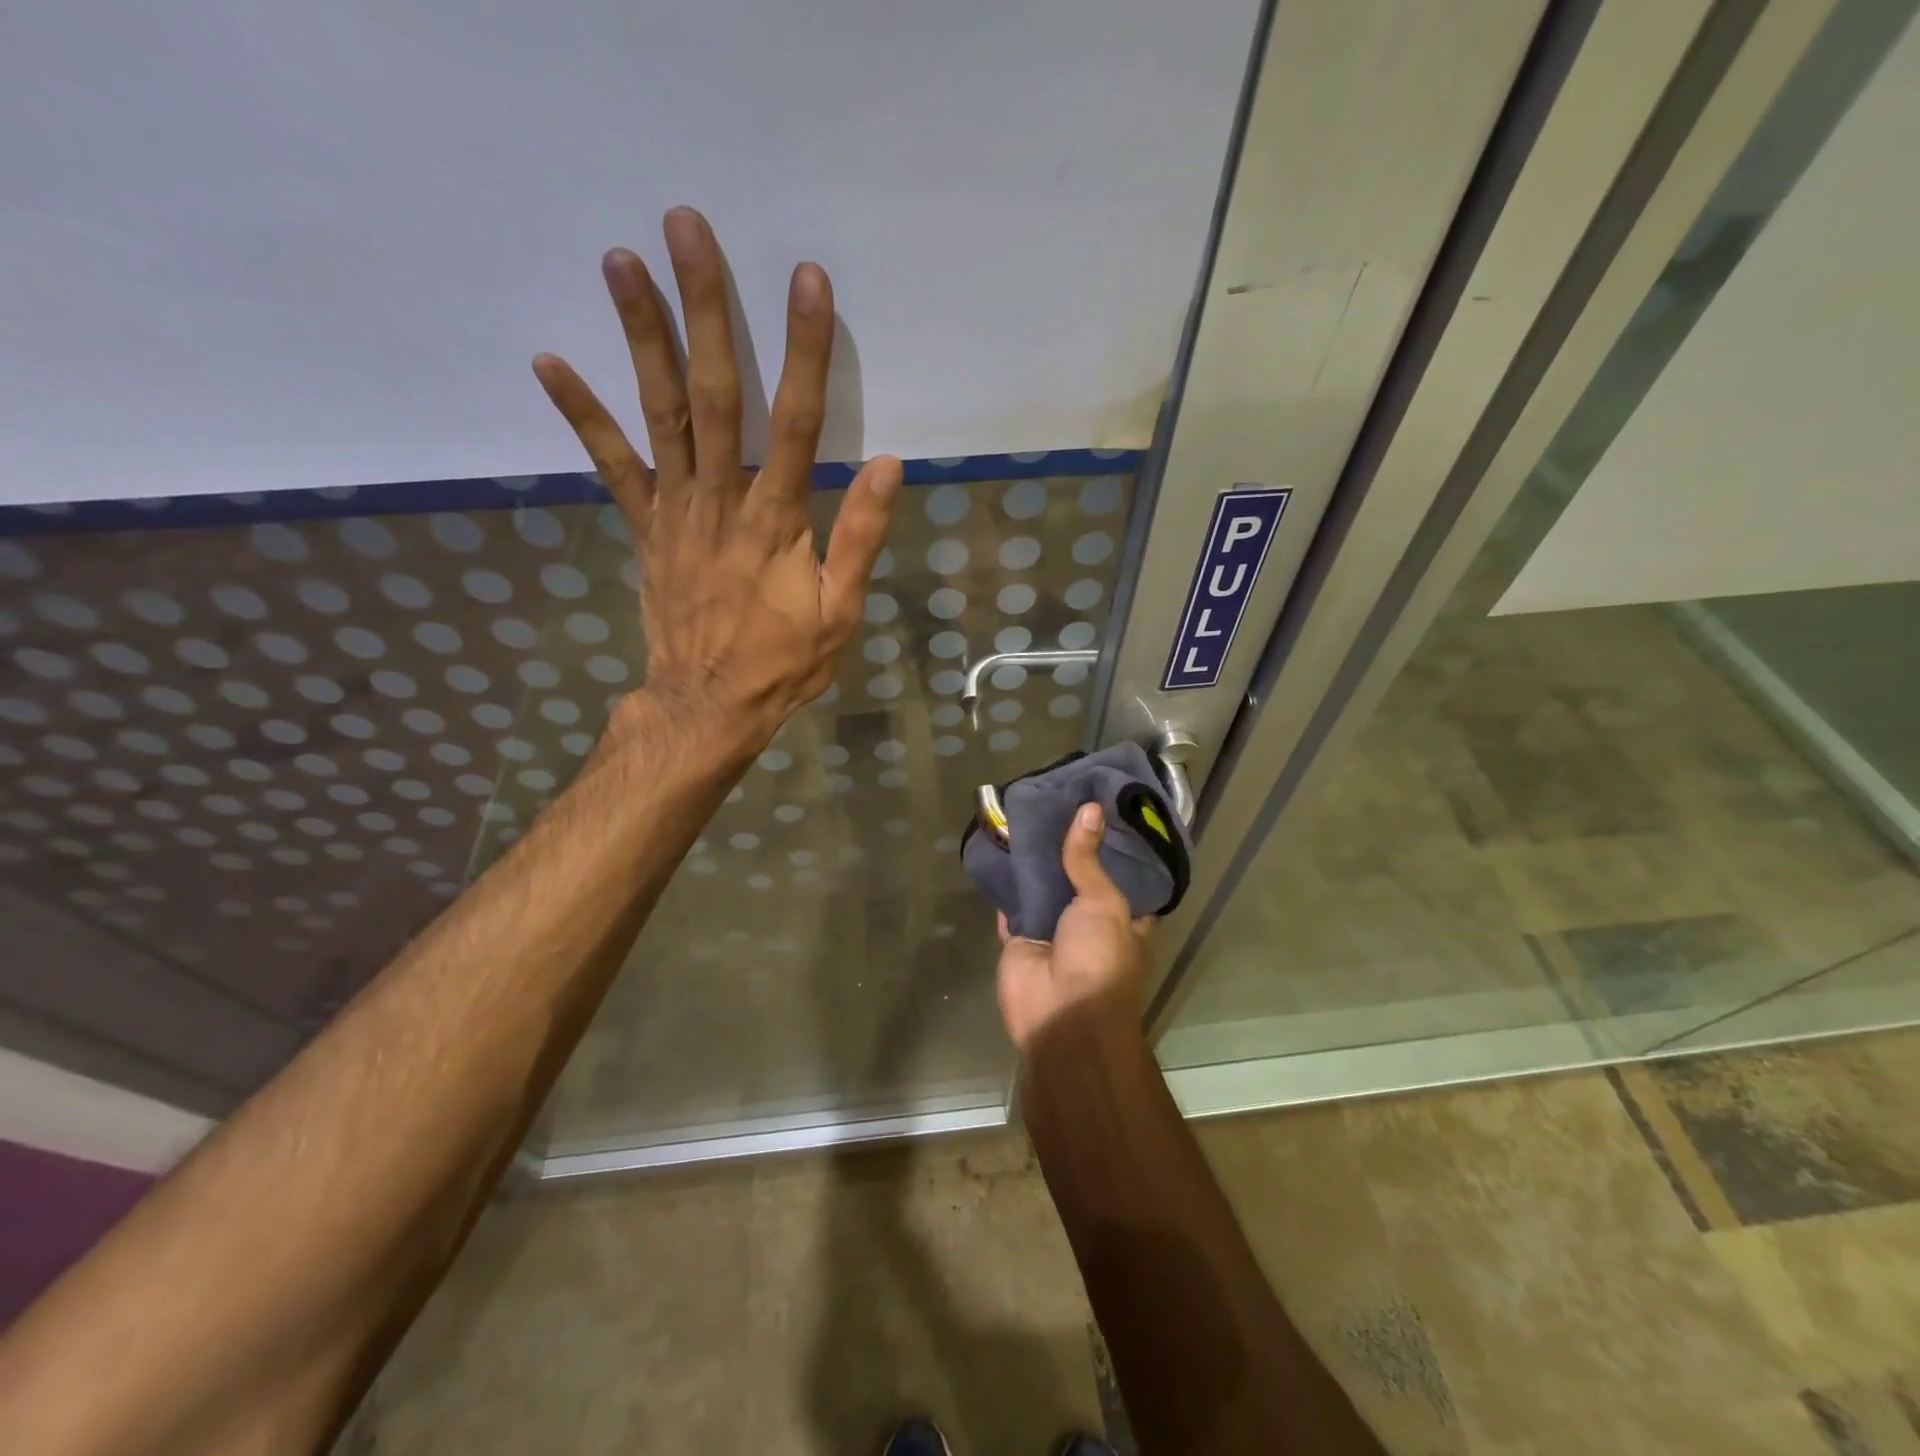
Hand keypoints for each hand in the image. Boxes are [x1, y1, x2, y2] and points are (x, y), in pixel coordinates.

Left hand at [532, 207, 900, 746]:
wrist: (706, 706)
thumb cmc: (782, 663)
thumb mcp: (840, 612)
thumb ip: (860, 537)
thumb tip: (886, 465)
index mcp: (776, 520)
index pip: (796, 421)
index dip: (804, 350)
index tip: (806, 281)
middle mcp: (721, 500)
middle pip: (714, 393)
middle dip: (704, 309)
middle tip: (686, 228)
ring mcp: (674, 510)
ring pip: (659, 413)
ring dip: (640, 335)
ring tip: (619, 259)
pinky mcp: (645, 527)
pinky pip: (611, 466)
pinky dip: (581, 415)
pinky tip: (549, 360)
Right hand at [996, 803, 1154, 1056]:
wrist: (1060, 1015)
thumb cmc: (1100, 960)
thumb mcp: (1105, 903)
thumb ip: (1089, 860)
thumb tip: (1091, 809)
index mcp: (1125, 919)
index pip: (1122, 875)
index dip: (1111, 845)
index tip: (1100, 809)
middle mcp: (1090, 924)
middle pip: (1078, 879)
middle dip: (1067, 849)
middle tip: (1057, 803)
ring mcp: (1053, 932)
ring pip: (1043, 889)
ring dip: (1035, 863)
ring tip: (1026, 815)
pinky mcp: (1020, 939)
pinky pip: (1012, 904)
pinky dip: (1006, 883)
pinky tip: (999, 848)